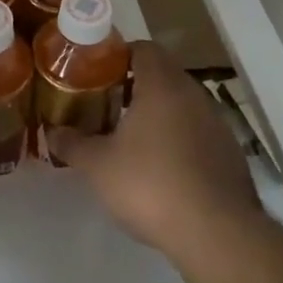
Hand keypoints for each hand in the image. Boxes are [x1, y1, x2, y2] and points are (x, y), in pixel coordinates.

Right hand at [46, 41, 260, 262]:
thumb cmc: (151, 185)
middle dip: (135, 86)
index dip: (118, 56)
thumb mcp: (98, 166)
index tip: (96, 74)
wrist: (217, 233)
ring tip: (131, 138)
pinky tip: (162, 168)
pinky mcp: (230, 152)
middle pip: (162, 74)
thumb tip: (52, 131)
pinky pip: (198, 131)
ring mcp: (217, 123)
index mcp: (162, 85)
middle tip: (107, 105)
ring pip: (182, 104)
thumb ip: (72, 144)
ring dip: (158, 113)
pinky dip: (179, 138)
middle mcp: (193, 94)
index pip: (142, 48)